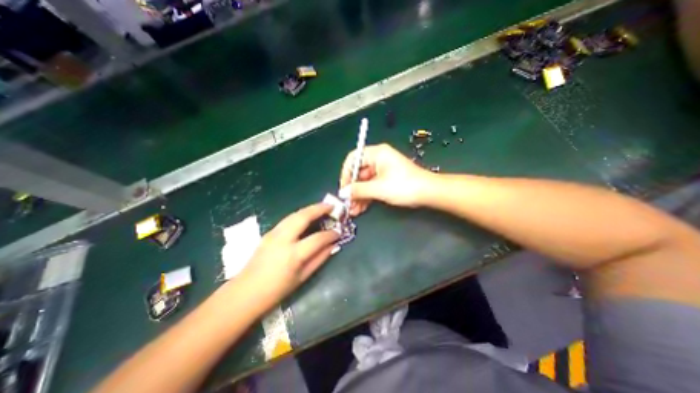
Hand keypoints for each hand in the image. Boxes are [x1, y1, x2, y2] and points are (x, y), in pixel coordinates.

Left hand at [236, 203, 340, 310]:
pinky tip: (307, 217)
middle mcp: (283, 239)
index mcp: (293, 255)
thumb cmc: (277, 290)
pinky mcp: (269, 232)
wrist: (245, 293)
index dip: (330, 234)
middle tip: (332, 206)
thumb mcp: (302, 277)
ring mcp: (274, 233)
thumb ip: (320, 258)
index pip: (317, 238)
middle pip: (303, 217)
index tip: (339, 232)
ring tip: (322, 208)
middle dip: (319, 209)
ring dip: (310, 209)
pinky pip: (288, 219)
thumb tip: (333, 245)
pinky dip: (300, 215)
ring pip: (294, 214)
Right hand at [337, 142, 431, 215]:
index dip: (346, 173)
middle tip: (348, 203)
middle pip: (358, 172)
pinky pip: (372, 186)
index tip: (344, 189)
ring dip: (358, 196)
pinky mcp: (386, 180)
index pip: (353, 158)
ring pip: (364, 182)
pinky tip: (360, 208)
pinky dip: (366, 197)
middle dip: (352, 189)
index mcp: (377, 153)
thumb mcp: (379, 188)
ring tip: (353, 210)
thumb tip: (343, 193)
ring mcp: (383, 170)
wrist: (428, 193)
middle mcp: (378, 159)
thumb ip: (358, 190)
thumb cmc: (404, 186)